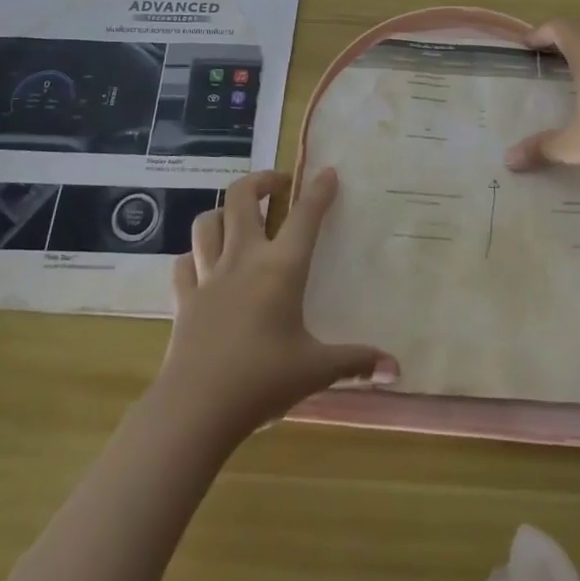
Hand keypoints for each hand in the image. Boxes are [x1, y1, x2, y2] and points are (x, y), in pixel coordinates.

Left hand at [156, 169, 396, 441]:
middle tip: (280, 187)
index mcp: (281, 268)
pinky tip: (203, 264)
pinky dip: (194, 255)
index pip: (305, 216)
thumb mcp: (316, 370)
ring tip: (239, 219)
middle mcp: (243, 259)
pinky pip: (184, 263)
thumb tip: (396, 369)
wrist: (196, 408)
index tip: (327, 172)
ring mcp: (208, 277)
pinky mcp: (184, 299)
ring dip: (223, 212)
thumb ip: (356, 362)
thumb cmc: (263, 380)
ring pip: (207, 222)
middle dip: (261, 181)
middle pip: (241, 198)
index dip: (319, 190)